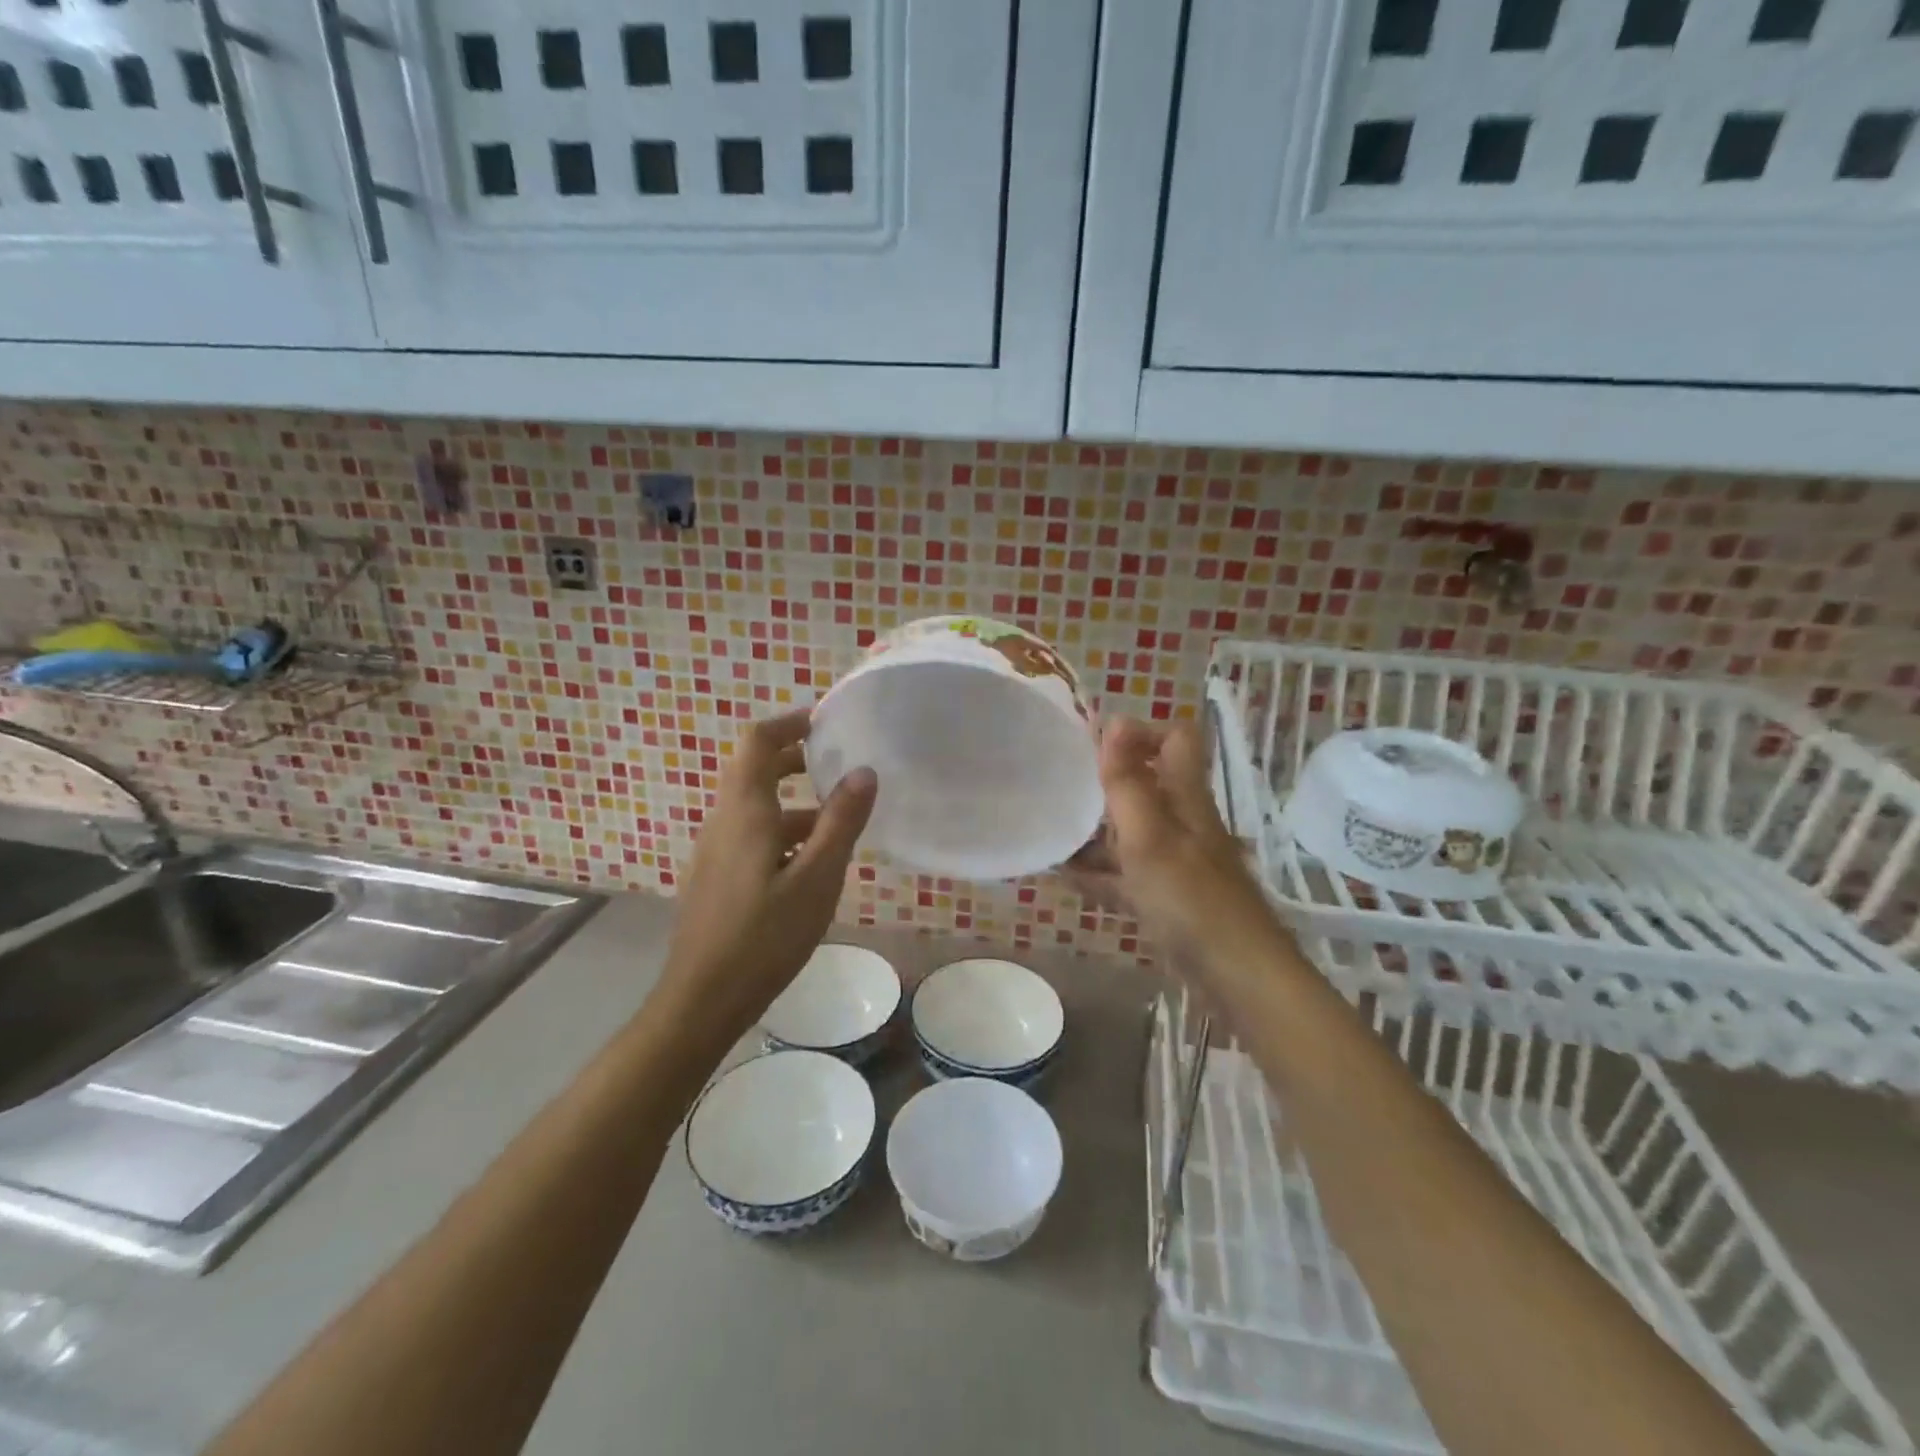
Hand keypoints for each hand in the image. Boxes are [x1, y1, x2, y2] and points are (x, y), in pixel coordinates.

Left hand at [657, 710, 877, 1042]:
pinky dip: (781, 832)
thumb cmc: (765, 936)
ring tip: (838, 823)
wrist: (702, 1000)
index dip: (789, 724)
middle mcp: (723, 821)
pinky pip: (750, 837)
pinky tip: (809, 866)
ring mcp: (714, 851)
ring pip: (755, 809)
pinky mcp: (715, 878)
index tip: (824, 722)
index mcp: (745, 811)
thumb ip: (841, 822)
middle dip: (796, 761)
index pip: (758, 742)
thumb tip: (863, 771)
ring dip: (794, 804)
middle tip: (838, 766)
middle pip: (755, 771)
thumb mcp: (817, 878)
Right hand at [1065, 717, 1263, 950]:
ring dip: (1096, 831)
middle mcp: (1182, 822)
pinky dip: (1098, 873)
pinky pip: (1125, 875)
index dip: (1139, 733)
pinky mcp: (1165, 899)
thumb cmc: (1190, 898)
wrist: (1236, 976)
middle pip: (1146, 785)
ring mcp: (1174, 862)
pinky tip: (1065, 877)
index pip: (1174, 740)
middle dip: (1105, 783)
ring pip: (1131, 832)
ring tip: (1051, 831)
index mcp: (1185, 797)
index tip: (1094, 747)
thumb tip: (1114, 720)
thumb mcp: (1150, 837)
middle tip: (1061, 788)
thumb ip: (1128, 782)